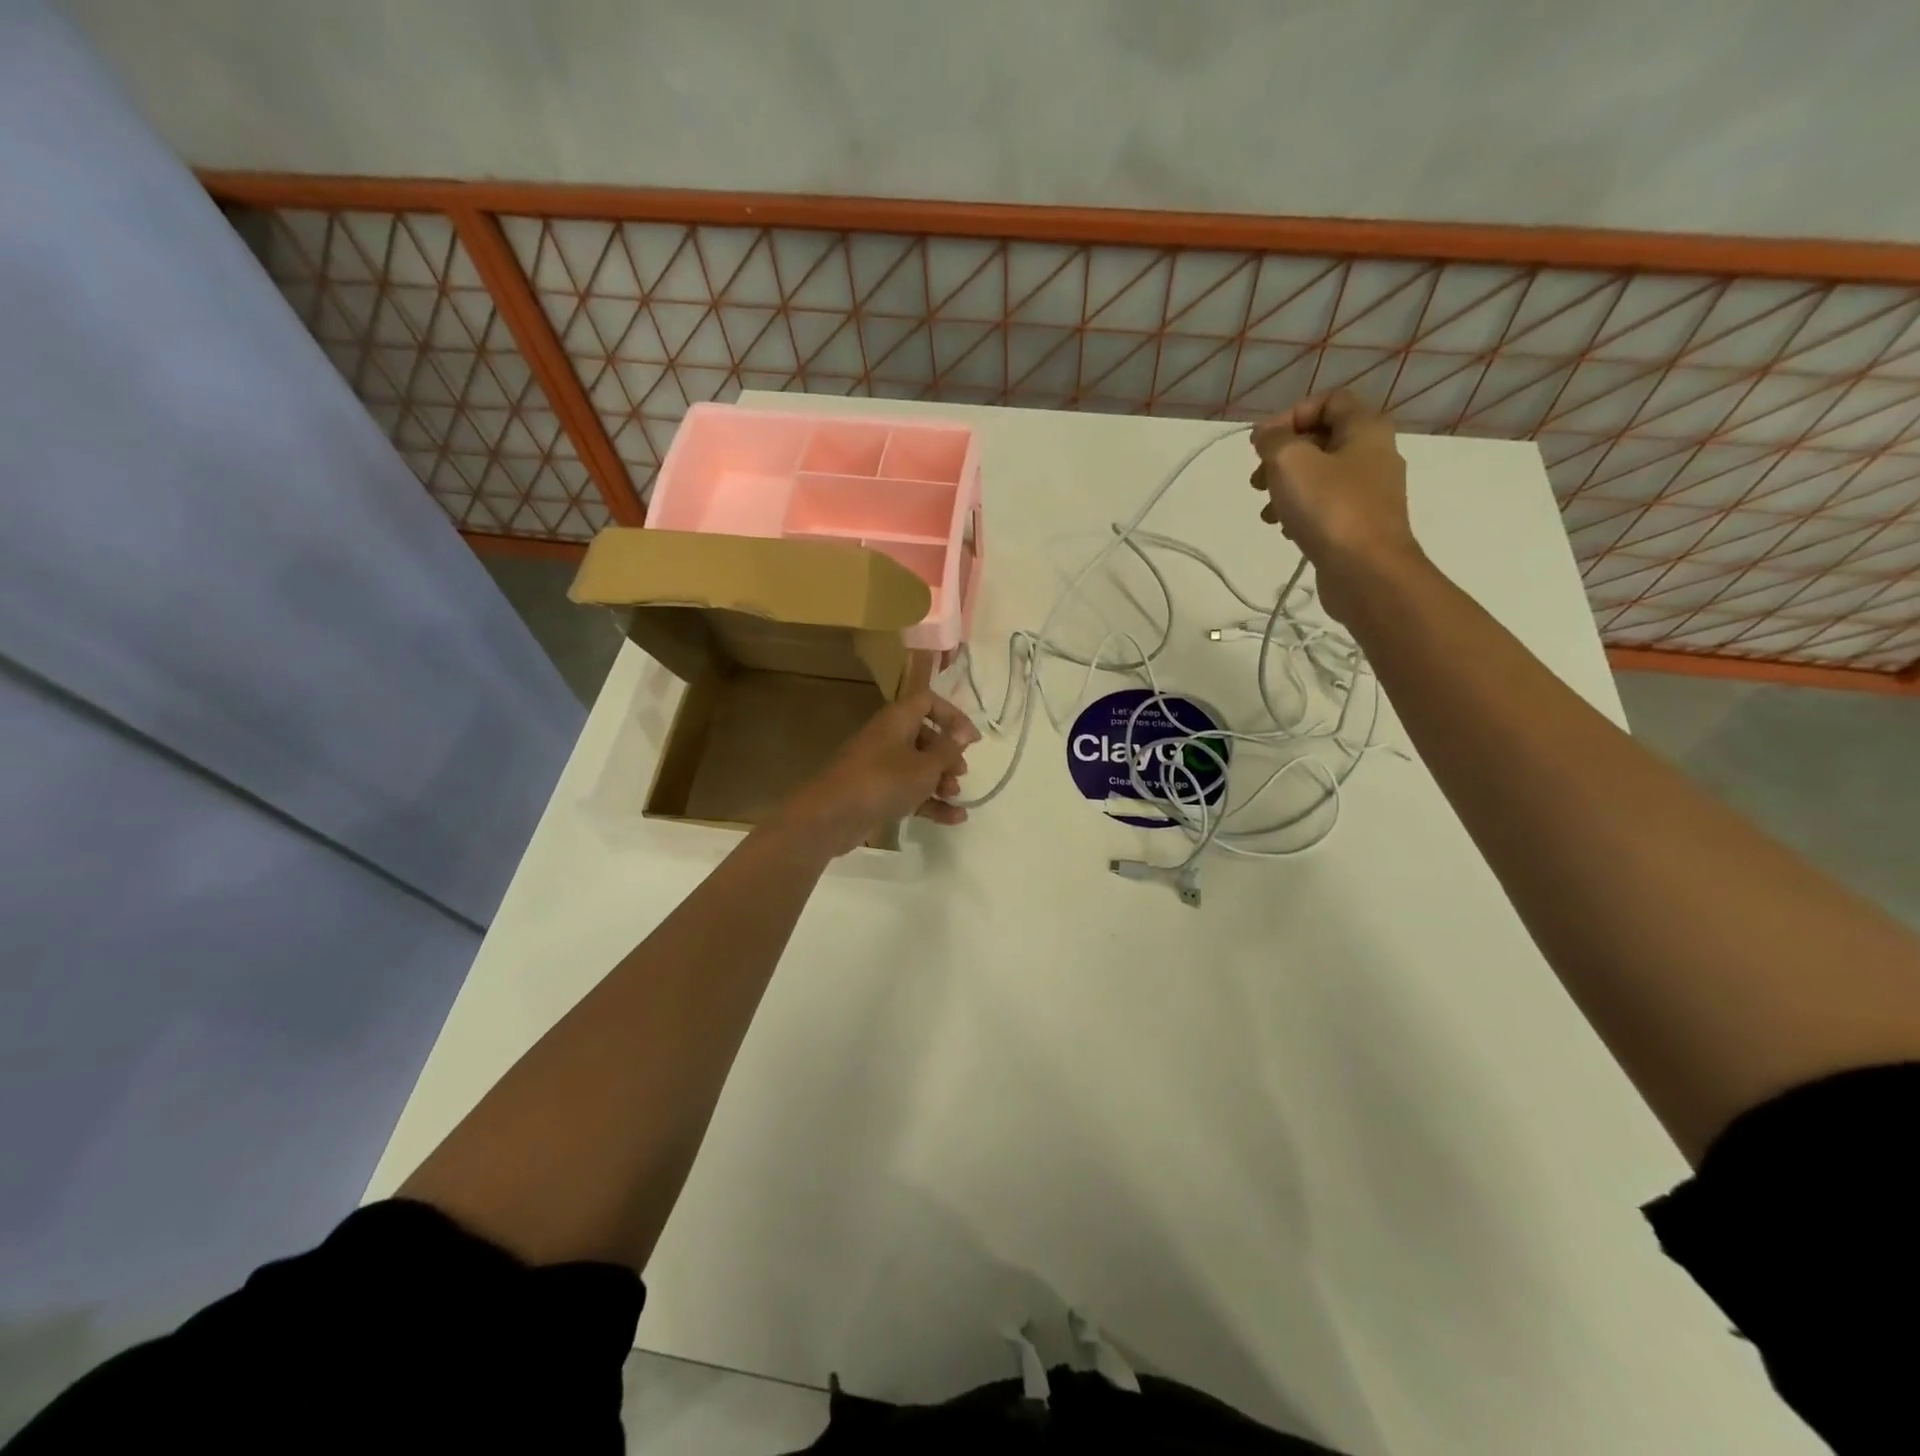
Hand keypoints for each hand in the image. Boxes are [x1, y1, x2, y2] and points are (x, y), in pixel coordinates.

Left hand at [777, 689, 979, 856]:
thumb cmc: (884, 781)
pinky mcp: (876, 792)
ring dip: (940, 780)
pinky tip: (954, 819)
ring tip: (955, 796)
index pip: (927, 701)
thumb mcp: (925, 766)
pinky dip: (930, 801)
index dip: (952, 715)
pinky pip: (909, 790)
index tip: (971, 739)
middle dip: (947, 754)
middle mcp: (888, 737)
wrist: (832, 816)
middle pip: (924, 736)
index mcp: (897, 719)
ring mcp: (880, 766)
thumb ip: (948, 749)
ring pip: (917, 766)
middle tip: (960, 772)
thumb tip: (963, 732)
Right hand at [1249, 389, 1424, 622]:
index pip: (1329, 401)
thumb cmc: (1329, 509)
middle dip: (1283, 456)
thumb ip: (1274, 440)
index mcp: (1365, 429)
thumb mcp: (1290, 462)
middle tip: (1257, 480)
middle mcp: (1374, 454)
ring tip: (1266, 512)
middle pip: (1322, 440)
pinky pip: (1326, 506)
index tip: (1262, 443)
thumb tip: (1268, 436)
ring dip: (1287, 488)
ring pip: (1320, 476)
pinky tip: (1285, 530)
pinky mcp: (1361, 524)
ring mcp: (1370, 492)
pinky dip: (1301, 512)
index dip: (1291, 415)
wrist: (1366, 571)